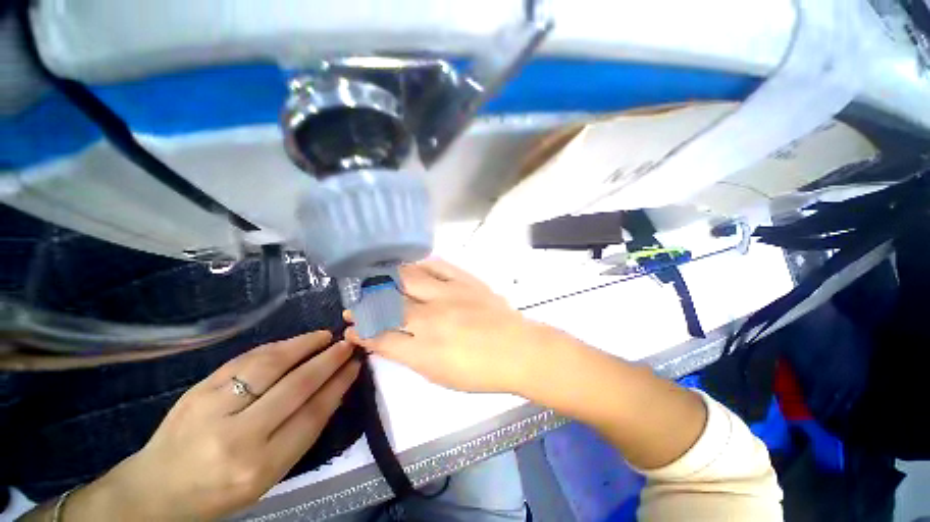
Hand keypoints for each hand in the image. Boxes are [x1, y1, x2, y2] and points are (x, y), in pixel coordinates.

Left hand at [66, 332, 359, 520]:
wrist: (156, 490)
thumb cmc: (220, 491)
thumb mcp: (268, 476)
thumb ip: (301, 433)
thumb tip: (334, 390)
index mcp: (260, 466)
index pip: (312, 415)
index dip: (338, 385)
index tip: (355, 365)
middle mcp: (239, 436)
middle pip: (296, 387)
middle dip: (328, 361)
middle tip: (347, 343)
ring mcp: (214, 408)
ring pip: (270, 366)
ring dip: (303, 346)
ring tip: (324, 336)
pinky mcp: (198, 390)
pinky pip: (244, 361)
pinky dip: (275, 348)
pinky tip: (292, 342)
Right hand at [346, 260, 553, 393]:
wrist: (518, 349)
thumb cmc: (480, 371)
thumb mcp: (438, 374)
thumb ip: (409, 355)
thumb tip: (385, 341)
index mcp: (423, 350)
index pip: (380, 337)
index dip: (361, 332)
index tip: (350, 327)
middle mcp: (431, 318)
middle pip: (388, 303)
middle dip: (366, 302)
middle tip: (357, 299)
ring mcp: (448, 295)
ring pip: (408, 278)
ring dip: (387, 278)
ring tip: (377, 278)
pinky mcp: (465, 281)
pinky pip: (436, 266)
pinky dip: (420, 265)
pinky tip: (412, 267)